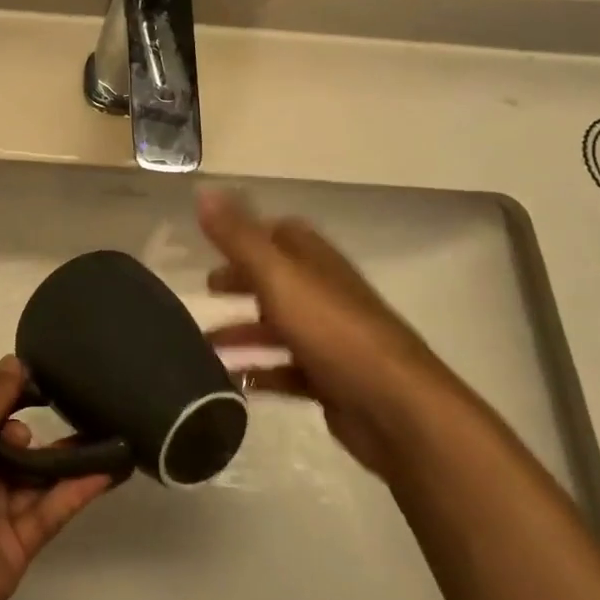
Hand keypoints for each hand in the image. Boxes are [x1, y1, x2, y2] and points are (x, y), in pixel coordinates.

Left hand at [0, 357, 114, 599]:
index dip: (18, 402)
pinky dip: (80, 490)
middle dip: (47, 434)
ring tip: (112, 433)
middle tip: (81, 412)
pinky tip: (110, 469)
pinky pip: (53, 511)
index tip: (53, 385)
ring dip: (73, 459)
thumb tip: (16, 361)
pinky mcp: (20, 545)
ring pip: (43, 480)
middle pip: (20, 451)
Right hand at [198, 187, 461, 477]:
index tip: (213, 243)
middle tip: (206, 291)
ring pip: (279, 328)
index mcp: (317, 264)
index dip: (249, 234)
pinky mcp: (331, 382)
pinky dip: (259, 373)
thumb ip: (239, 238)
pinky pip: (286, 371)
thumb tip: (204, 190)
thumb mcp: (279, 278)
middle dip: (241, 283)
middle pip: (278, 281)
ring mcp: (331, 341)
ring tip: (203, 346)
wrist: (396, 409)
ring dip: (243, 333)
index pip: (283, 234)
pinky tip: (232, 382)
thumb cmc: (334, 334)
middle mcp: (326, 296)